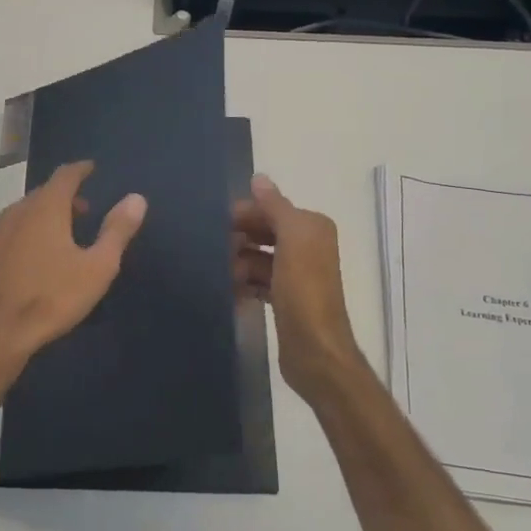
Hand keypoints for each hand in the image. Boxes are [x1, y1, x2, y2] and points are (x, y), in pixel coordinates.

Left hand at [0, 160, 147, 368]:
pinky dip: (11, 242)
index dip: (80, 170)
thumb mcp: (97, 268)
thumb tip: (136, 198)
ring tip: (49, 240)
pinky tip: (16, 264)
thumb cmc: (51, 299)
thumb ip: (117, 230)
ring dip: (34, 221)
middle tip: (79, 213)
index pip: (65, 176)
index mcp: (45, 209)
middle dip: (61, 199)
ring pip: (15, 218)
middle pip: (40, 196)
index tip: (90, 169)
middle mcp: (12, 213)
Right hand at [234, 174, 368, 405]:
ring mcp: (297, 275)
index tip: (215, 225)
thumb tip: (258, 178)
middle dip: (239, 239)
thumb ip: (276, 207)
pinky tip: (228, 292)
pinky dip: (244, 284)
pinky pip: (258, 282)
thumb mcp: (292, 241)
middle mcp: (308, 247)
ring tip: (222, 277)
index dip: (245, 214)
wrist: (316, 352)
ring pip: (258, 258)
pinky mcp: (286, 300)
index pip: (272, 209)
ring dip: (238, 263)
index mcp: (312, 228)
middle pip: (264, 232)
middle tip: (214, 252)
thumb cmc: (304, 292)